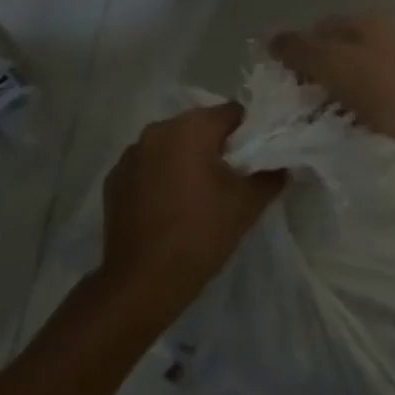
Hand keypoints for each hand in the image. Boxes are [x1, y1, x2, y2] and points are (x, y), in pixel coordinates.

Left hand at [99, 102, 283, 319]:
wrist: (142, 282)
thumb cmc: (200, 233)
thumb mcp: (247, 204)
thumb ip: (270, 174)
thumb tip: (280, 163)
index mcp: (190, 127)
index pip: (231, 113)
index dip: (248, 132)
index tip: (255, 159)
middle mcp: (158, 130)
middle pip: (199, 126)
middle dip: (216, 146)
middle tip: (231, 178)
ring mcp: (131, 154)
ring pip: (172, 145)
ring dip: (186, 159)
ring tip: (199, 194)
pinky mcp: (114, 179)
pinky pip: (148, 166)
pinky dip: (161, 176)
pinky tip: (169, 206)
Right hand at [269, 15, 394, 172]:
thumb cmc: (385, 89)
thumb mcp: (333, 65)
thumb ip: (300, 50)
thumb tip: (273, 39)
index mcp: (364, 21)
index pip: (319, 28)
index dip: (298, 51)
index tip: (285, 81)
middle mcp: (384, 33)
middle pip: (339, 49)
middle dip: (318, 72)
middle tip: (301, 101)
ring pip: (357, 72)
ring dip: (338, 90)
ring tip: (323, 117)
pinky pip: (376, 93)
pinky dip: (360, 105)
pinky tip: (354, 124)